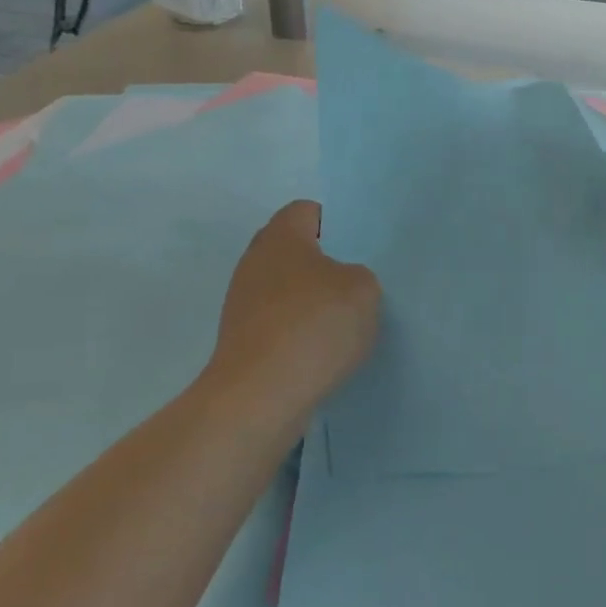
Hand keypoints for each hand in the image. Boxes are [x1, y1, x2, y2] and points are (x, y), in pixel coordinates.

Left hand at [207, 201, 380, 415]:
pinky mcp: (241, 339)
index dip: (336, 225)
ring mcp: (243, 302)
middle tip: (357, 285)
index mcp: (281, 236)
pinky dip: (298, 333)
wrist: (259, 396)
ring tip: (344, 324)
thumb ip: (359, 276)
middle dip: (325, 265)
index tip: (361, 249)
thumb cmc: (313, 327)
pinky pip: (278, 324)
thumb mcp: (363, 290)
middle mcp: (255, 260)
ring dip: (311, 303)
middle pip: (294, 251)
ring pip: (286, 289)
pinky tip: (322, 353)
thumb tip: (341, 285)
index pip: (308, 211)